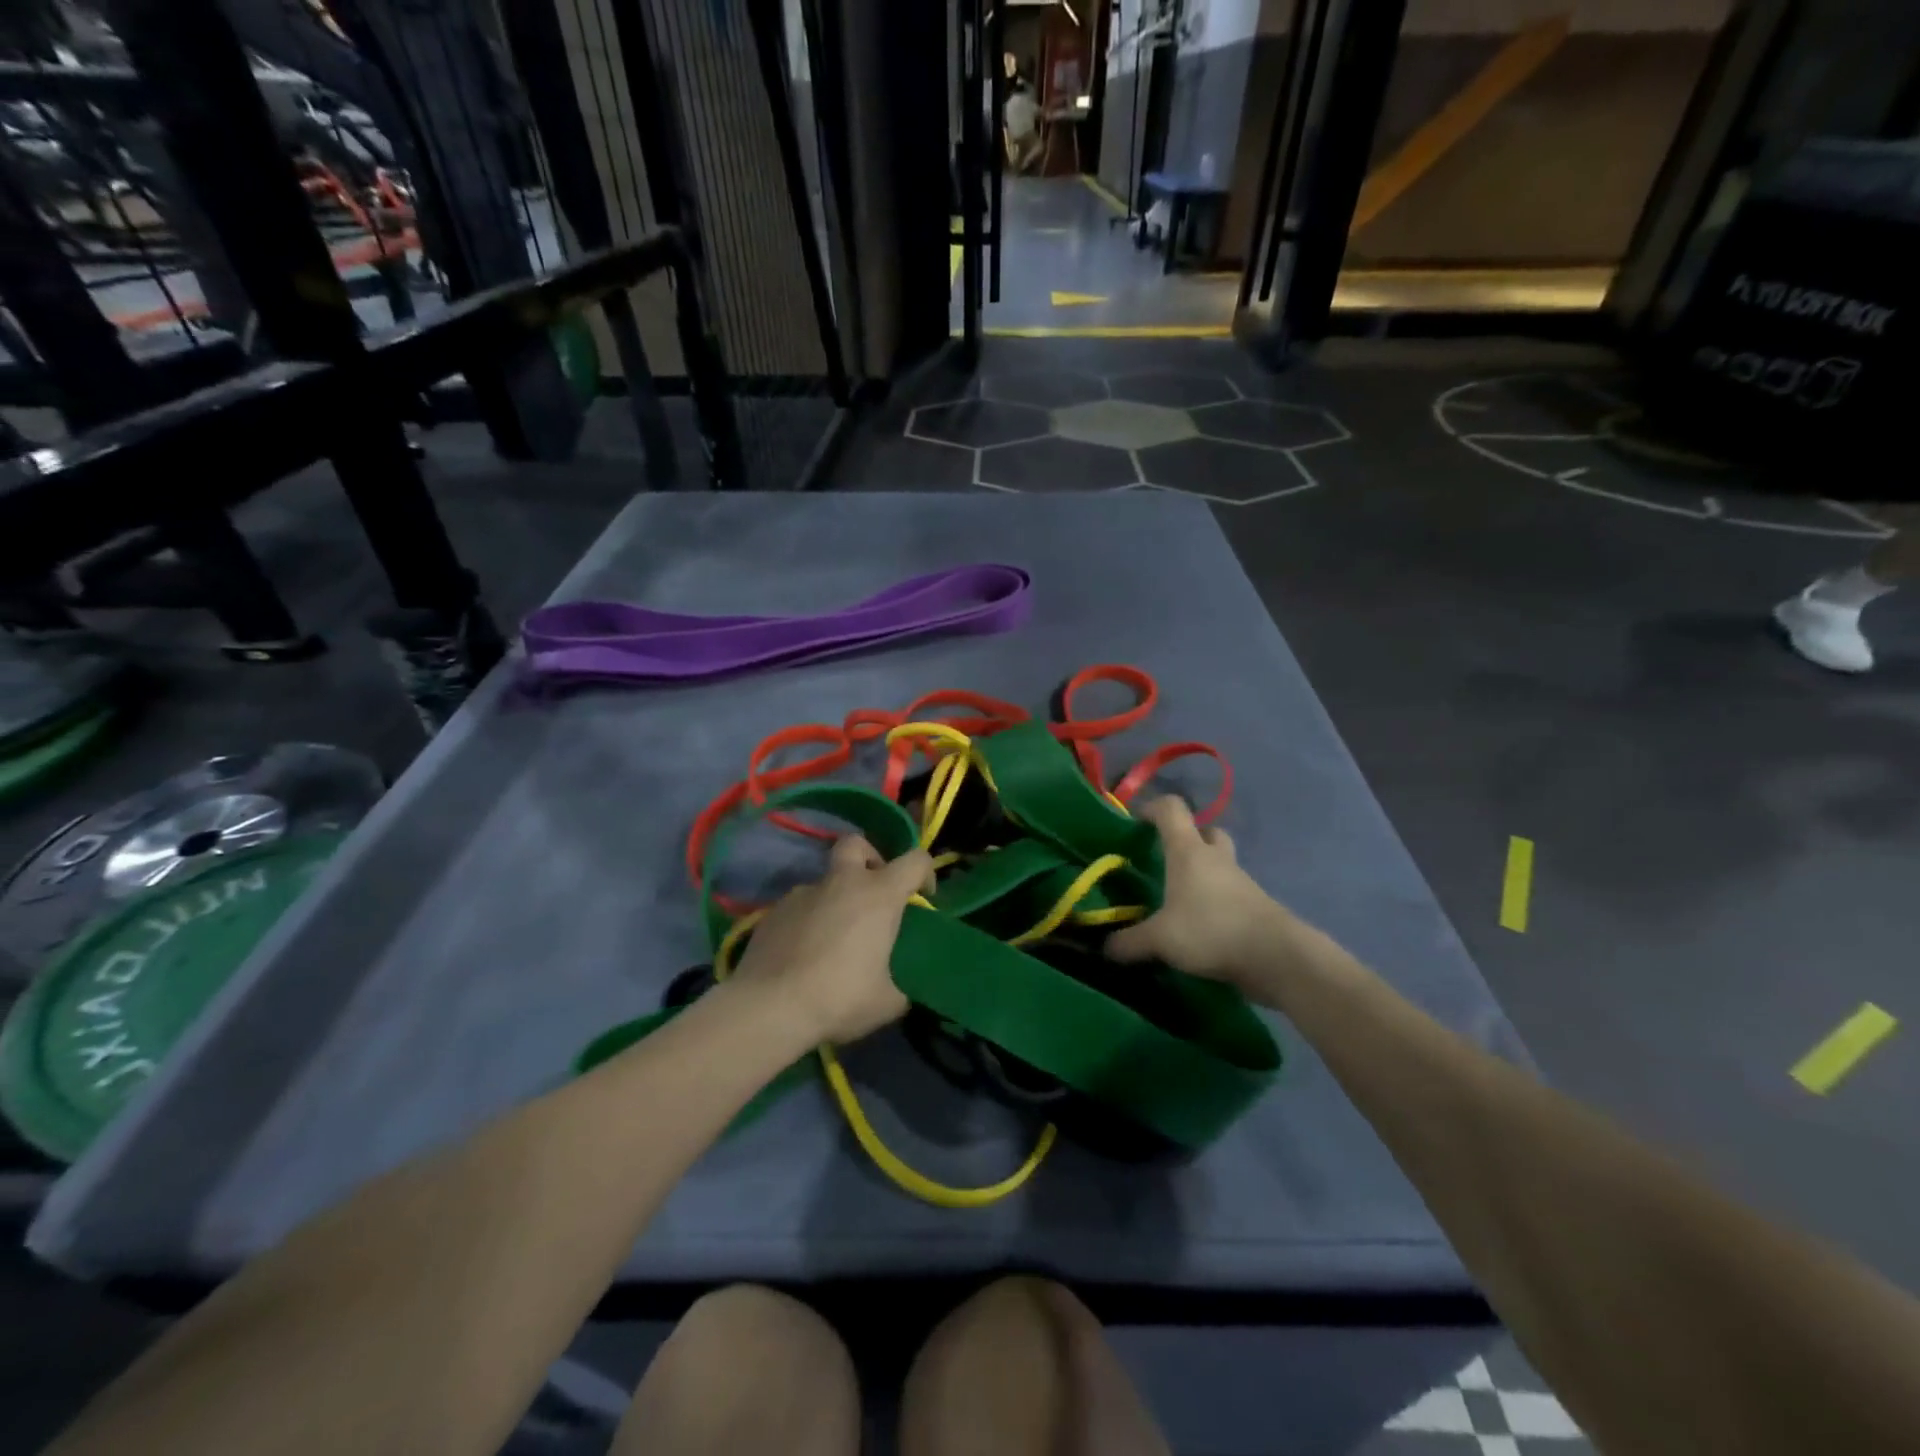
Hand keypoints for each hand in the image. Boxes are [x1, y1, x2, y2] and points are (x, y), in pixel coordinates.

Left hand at [728, 835, 932, 1044]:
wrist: (769, 1007)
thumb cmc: (840, 997)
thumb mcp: (887, 1002)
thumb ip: (898, 987)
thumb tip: (896, 992)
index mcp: (879, 895)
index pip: (915, 860)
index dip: (925, 872)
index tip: (923, 897)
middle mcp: (842, 883)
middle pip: (856, 844)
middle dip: (869, 858)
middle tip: (872, 893)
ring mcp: (802, 893)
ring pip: (824, 881)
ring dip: (835, 899)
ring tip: (833, 940)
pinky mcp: (772, 911)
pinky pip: (798, 907)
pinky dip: (807, 922)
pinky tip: (803, 954)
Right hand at [1105, 797, 1303, 994]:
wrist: (1276, 957)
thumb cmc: (1211, 929)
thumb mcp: (1160, 939)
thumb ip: (1129, 942)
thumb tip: (1106, 949)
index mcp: (1188, 851)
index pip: (1172, 809)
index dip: (1152, 808)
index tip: (1135, 821)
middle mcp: (1216, 858)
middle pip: (1205, 831)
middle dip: (1187, 838)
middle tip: (1166, 859)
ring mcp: (1240, 881)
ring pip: (1220, 863)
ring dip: (1203, 872)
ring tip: (1179, 897)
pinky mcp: (1255, 905)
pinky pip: (1230, 893)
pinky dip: (1215, 901)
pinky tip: (1201, 924)